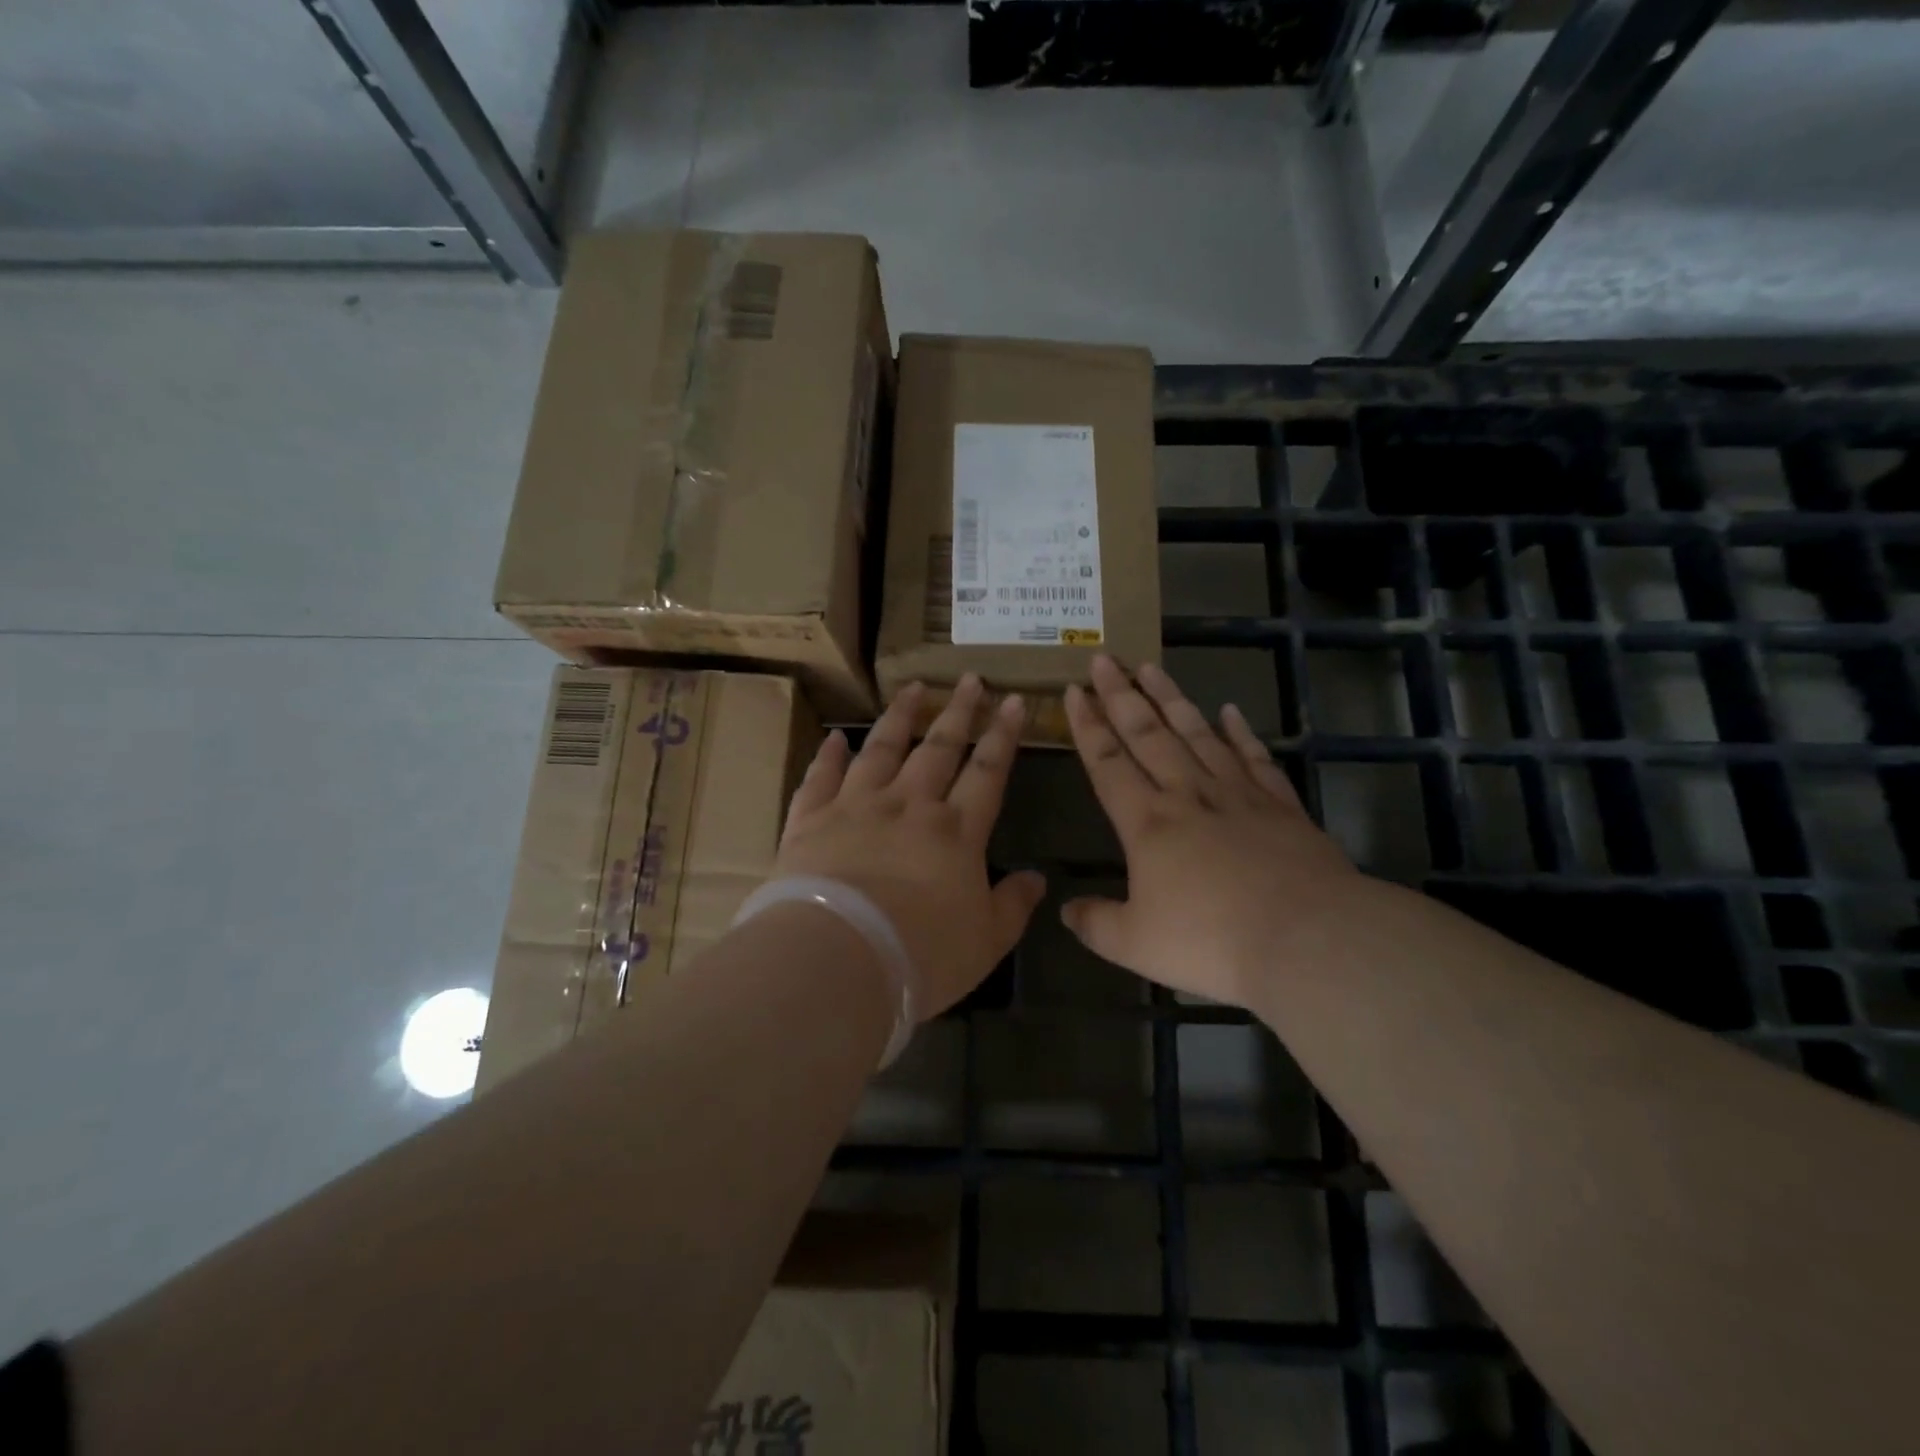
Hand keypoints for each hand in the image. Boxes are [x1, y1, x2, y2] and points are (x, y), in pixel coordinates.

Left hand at [774, 675, 1047, 1018]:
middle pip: (938, 748)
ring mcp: (856, 807)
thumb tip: (1038, 878)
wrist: (837, 960)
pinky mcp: (810, 820)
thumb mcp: (986, 941)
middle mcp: (908, 805)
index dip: (1003, 735)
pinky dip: (828, 756)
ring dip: (900, 717)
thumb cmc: (922, 955)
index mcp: (955, 831)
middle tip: (969, 679)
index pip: (988, 771)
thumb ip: (1013, 905)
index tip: (1013, 701)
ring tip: (912, 688)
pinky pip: (821, 777)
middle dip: (958, 711)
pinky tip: (835, 737)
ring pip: (882, 749)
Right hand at [1062, 656, 1364, 1008]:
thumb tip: (1067, 911)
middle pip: (1148, 733)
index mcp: (1147, 823)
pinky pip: (1255, 759)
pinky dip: (1241, 733)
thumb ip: (1095, 924)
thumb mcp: (1135, 944)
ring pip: (1197, 733)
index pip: (1107, 762)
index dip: (1087, 725)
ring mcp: (1238, 795)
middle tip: (1105, 658)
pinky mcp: (1281, 806)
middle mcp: (1188, 795)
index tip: (1075, 690)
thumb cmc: (1211, 941)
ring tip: (1151, 666)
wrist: (1307, 940)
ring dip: (1171, 698)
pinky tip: (1230, 711)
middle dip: (1121, 694)